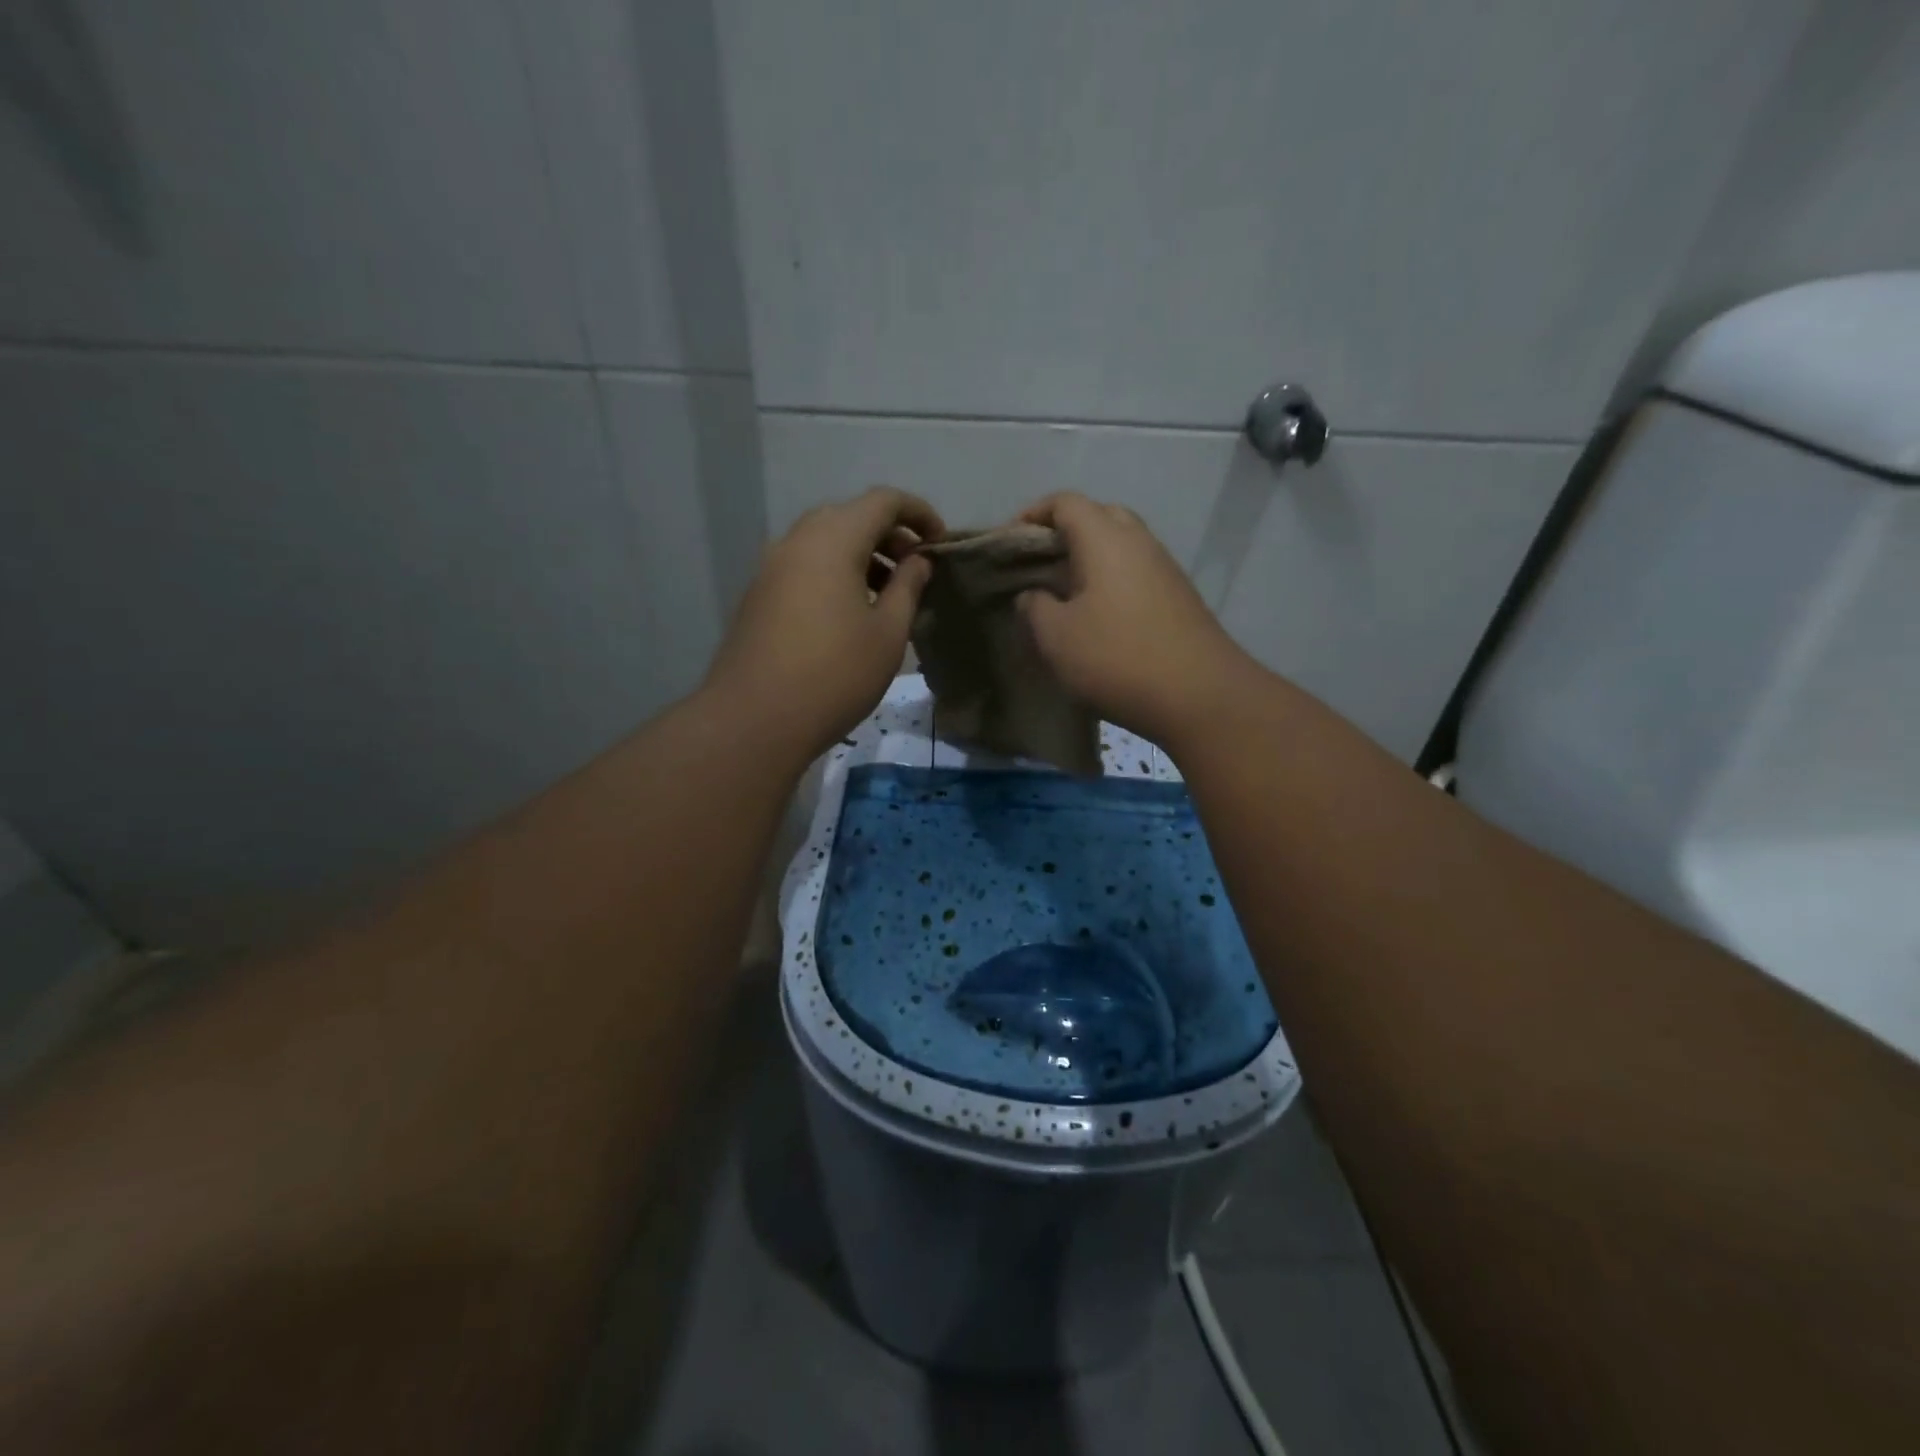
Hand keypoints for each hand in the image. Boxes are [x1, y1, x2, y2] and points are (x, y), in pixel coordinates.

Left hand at [705, 487, 943, 760]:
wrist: (755, 719)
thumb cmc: (835, 675)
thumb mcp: (888, 633)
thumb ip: (908, 587)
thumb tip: (917, 561)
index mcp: (833, 539)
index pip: (883, 501)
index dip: (919, 513)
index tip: (941, 543)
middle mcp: (797, 541)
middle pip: (850, 517)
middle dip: (889, 535)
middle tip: (916, 569)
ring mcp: (771, 567)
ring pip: (824, 542)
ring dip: (862, 556)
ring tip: (888, 595)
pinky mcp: (758, 595)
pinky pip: (805, 566)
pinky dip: (835, 573)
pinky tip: (850, 614)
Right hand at [1016, 493, 1253, 744]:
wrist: (1199, 696)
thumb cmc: (1117, 658)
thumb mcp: (1056, 637)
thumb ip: (1034, 607)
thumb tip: (1033, 595)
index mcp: (1105, 539)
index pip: (1065, 502)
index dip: (1031, 515)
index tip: (1008, 543)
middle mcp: (1139, 542)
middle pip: (1098, 516)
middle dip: (1063, 533)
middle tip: (1037, 565)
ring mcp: (1165, 569)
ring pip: (1120, 546)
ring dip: (1089, 561)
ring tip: (1062, 595)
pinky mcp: (1179, 598)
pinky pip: (1136, 573)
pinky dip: (1110, 582)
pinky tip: (1097, 617)